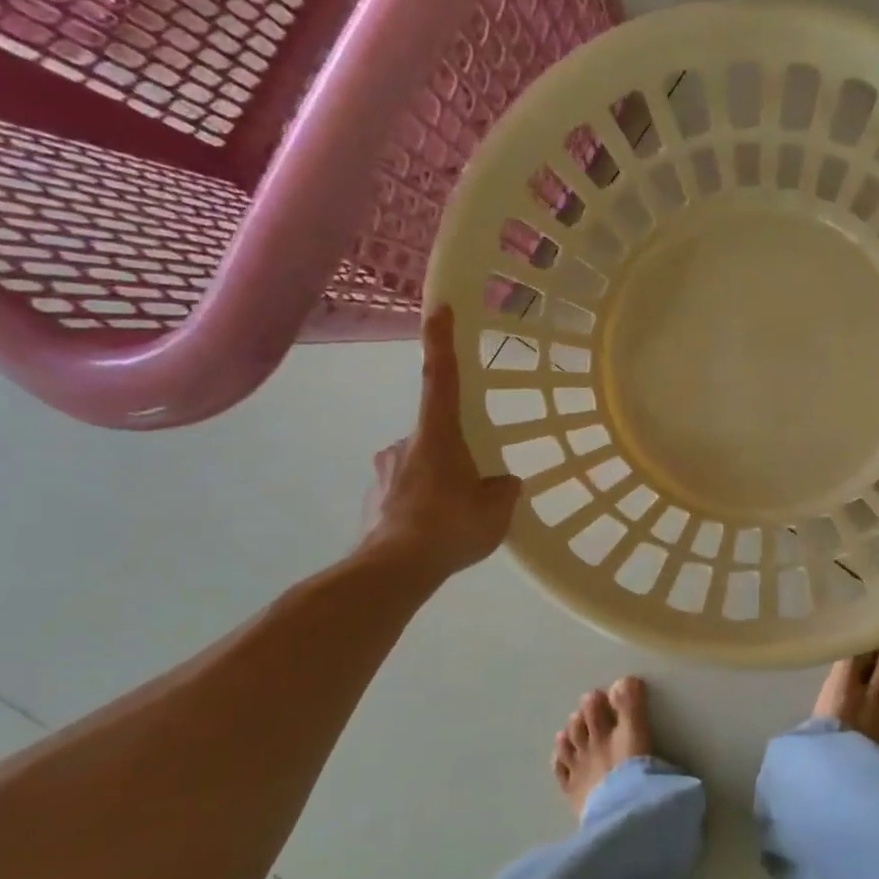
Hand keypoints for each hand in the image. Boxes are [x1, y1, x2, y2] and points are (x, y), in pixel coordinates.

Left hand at [360, 306, 521, 586]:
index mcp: (437, 435)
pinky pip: (407, 492)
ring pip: (421, 466)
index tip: (440, 308)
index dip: (441, 342)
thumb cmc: (450, 526)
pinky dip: (424, 504)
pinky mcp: (375, 499)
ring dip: (440, 482)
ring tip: (457, 518)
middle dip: (456, 455)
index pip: (441, 378)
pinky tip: (436, 531)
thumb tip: (503, 482)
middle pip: (436, 435)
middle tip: (475, 488)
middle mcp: (406, 443)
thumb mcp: (496, 509)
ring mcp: (385, 471)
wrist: (393, 570)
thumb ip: (503, 489)